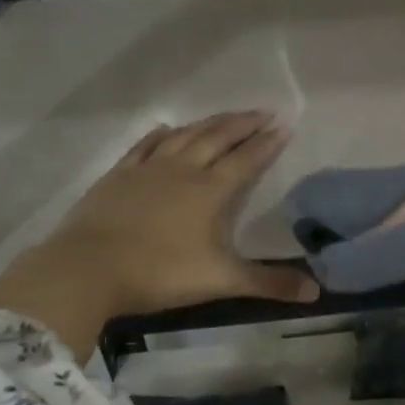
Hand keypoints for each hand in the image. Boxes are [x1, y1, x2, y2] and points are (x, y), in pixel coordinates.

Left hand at [0, 111, 316, 353]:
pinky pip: (145, 146)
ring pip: (185, 136)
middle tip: (263, 111)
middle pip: (218, 137)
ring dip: (208, 123)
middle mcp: (183, 170)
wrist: (88, 268)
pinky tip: (167, 129)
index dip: (267, 142)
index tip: (284, 125)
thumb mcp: (221, 281)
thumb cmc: (160, 273)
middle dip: (243, 123)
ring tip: (225, 117)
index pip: (246, 159)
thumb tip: (316, 293)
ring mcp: (148, 169)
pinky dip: (161, 135)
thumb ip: (268, 283)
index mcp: (210, 191)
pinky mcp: (119, 175)